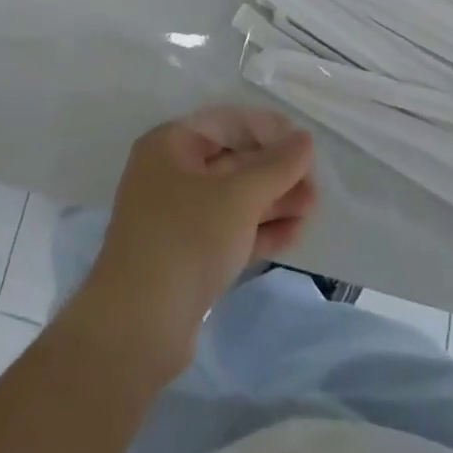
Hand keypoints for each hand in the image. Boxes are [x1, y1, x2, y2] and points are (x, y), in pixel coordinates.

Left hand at [69, 107, 315, 380]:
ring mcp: (177, 217)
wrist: (137, 328)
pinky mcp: (186, 256)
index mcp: (170, 144)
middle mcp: (170, 174)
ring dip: (273, 202)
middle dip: (275, 172)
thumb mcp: (237, 197)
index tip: (304, 144)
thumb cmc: (186, 240)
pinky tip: (294, 234)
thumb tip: (305, 139)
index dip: (267, 129)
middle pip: (232, 161)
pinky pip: (228, 231)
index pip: (226, 123)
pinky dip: (259, 230)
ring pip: (233, 199)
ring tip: (313, 208)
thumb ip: (276, 166)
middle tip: (315, 183)